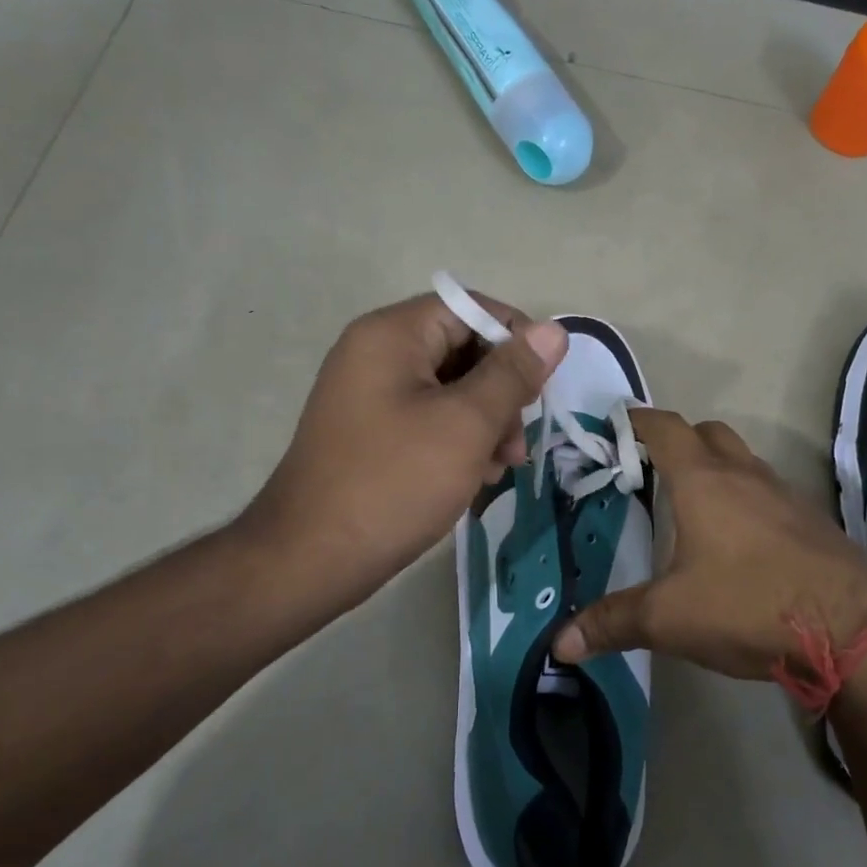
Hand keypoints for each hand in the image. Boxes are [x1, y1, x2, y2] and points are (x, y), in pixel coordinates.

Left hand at [240, 291, 566, 622]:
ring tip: (503, 467)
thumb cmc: (395, 482)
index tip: (542, 386)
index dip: (515, 339)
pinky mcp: (372, 431)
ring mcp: (370, 394)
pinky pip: (429, 418)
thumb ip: (513, 374)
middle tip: (518, 440)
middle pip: (462, 348)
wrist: (311, 559)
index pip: (470, 308)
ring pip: (451, 388)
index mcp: (392, 335)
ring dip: (487, 421)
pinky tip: (477, 477)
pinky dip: (459, 439)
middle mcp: (376, 353)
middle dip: (502, 391)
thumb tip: (554, 330)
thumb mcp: (466, 424)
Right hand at [552, 410, 866, 679]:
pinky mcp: (812, 522)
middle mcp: (745, 475)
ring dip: (718, 469)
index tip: (618, 423)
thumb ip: (612, 623)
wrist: (853, 628)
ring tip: (693, 506)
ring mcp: (785, 495)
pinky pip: (770, 493)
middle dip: (680, 440)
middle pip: (709, 433)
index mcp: (702, 480)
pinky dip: (747, 499)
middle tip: (653, 469)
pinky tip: (740, 542)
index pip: (666, 428)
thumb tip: (560, 644)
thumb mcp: (669, 618)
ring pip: (744, 461)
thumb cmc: (748, 604)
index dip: (639, 420)